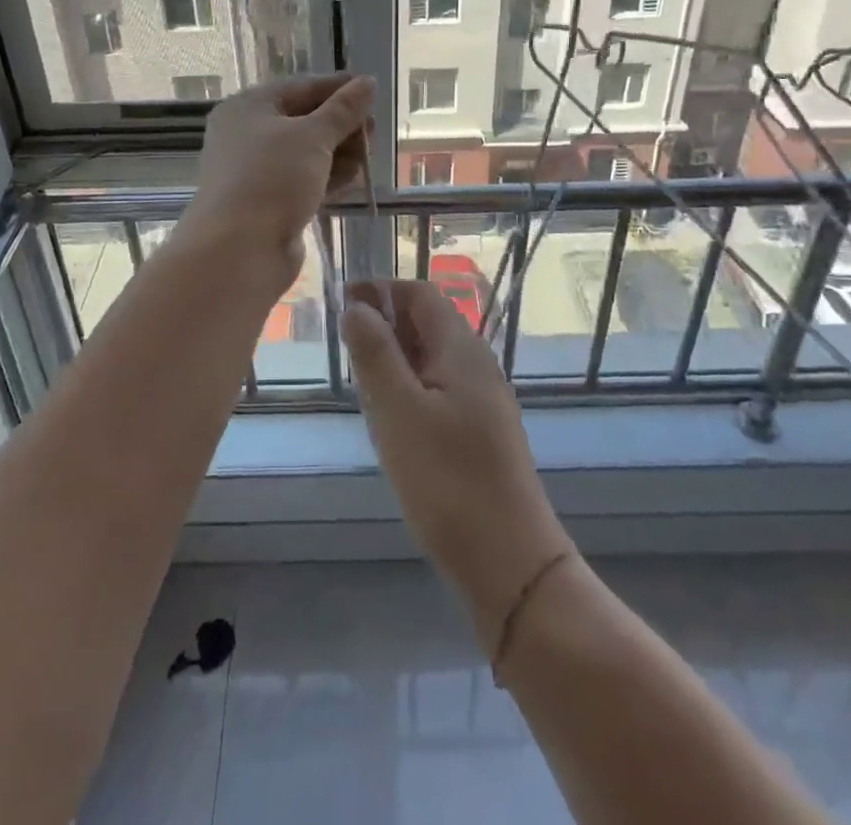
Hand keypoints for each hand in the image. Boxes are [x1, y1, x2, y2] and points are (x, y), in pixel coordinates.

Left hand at [179, 74, 374, 282]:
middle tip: (373, 132)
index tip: (371, 90)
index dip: (337, 88)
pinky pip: (303, 179)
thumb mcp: (313, 136)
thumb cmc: (273, 178)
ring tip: (368, 156)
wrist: (239, 249)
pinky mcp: (268, 201)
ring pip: (305, 153)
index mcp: (248, 107)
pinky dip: (327, 176)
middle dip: (340, 125)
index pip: (300, 87)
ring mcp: (256, 170)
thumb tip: (367, 82)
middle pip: (303, 120)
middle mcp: (247, 134)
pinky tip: (353, 177)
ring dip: (338, 152)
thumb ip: (343, 110)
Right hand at [344, 280, 572, 648]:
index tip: (342, 302)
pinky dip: (410, 389)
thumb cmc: (447, 480)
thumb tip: (356, 305)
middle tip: (346, 350)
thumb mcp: (398, 411)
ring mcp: (482, 399)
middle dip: (385, 325)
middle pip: (427, 323)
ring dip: (395, 359)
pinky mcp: (480, 431)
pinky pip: (439, 390)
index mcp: (461, 348)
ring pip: (431, 359)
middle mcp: (476, 363)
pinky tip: (391, 420)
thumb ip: (375, 353)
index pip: (420, 293)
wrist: (508, 561)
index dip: (381, 290)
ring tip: (361, 386)